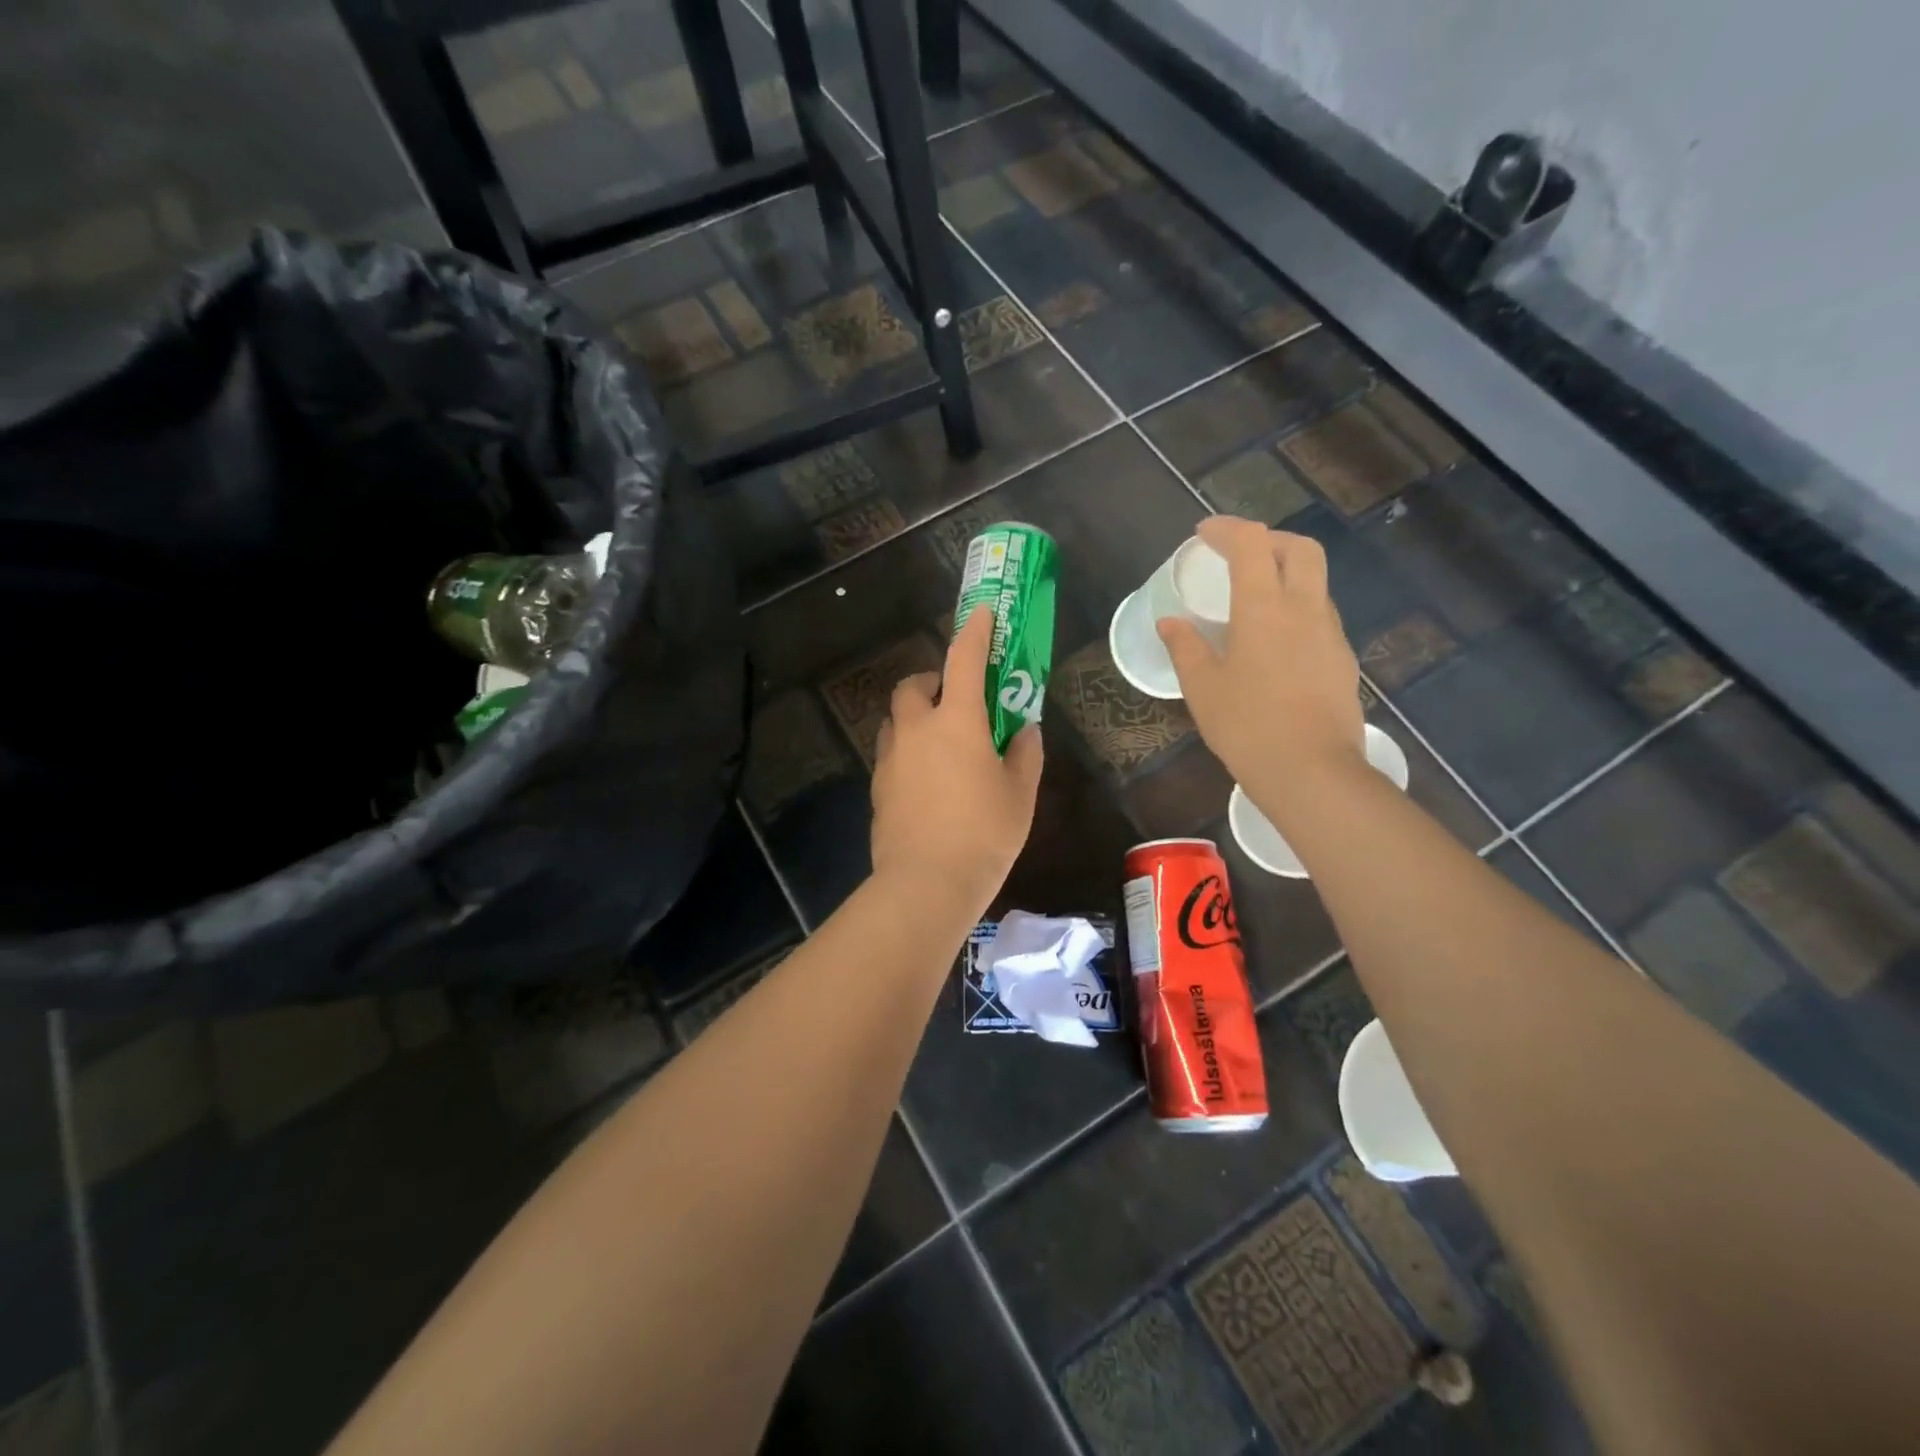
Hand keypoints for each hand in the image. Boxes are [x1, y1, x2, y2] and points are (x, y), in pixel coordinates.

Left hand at [870, 606, 1044, 914]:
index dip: (975, 633)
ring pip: (896, 720)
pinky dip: (908, 750)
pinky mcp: (878, 787)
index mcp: (956, 722)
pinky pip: (892, 753)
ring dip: (915, 717)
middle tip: (955, 700)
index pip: (964, 661)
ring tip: (941, 743)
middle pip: (913, 686)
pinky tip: (928, 780)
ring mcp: (891, 759)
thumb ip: (1024, 753)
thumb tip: (1024, 729)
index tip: (982, 614)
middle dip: (931, 681)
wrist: (926, 883)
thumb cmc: (984, 834)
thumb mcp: (1020, 794)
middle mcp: (917, 730)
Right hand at [1157, 516, 1365, 815]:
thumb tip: (1170, 623)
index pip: (1251, 543)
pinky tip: (1277, 641)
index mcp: (1265, 607)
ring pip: (1316, 581)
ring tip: (1256, 598)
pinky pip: (1321, 616)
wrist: (1312, 771)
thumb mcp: (1202, 687)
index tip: (1204, 534)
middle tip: (1240, 555)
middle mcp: (1305, 608)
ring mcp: (1331, 633)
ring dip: (1287, 573)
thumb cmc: (1247, 725)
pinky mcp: (1343, 659)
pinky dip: (1298, 608)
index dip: (1227, 529)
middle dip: (1269, 540)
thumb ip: (1185, 647)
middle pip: (1300, 548)